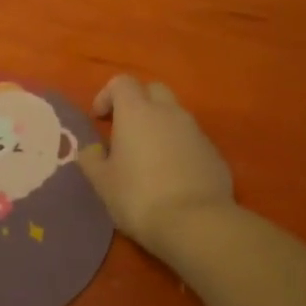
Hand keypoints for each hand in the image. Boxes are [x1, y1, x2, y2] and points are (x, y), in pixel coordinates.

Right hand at [79, 75, 234, 253]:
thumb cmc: (139, 197)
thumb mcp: (103, 182)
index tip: (99, 119)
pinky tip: (172, 175)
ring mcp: (196, 131)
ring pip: (175, 115)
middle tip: (125, 130)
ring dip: (160, 126)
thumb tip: (92, 149)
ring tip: (148, 156)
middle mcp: (169, 112)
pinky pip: (191, 139)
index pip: (122, 82)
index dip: (107, 95)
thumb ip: (92, 159)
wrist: (196, 223)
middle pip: (153, 90)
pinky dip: (179, 146)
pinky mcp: (214, 153)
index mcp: (137, 112)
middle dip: (138, 103)